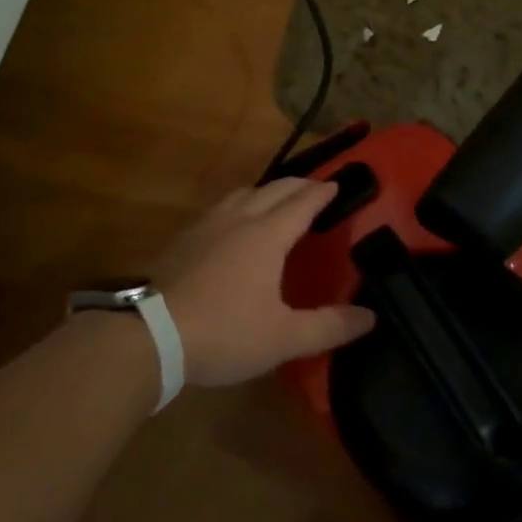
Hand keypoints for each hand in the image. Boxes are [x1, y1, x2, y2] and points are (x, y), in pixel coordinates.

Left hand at [155, 177, 375, 387]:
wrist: (151, 335)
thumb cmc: (225, 332)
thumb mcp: (283, 338)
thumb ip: (329, 326)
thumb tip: (371, 316)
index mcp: (268, 235)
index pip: (303, 202)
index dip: (322, 192)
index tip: (337, 184)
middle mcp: (240, 219)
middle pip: (275, 189)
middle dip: (299, 184)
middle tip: (315, 187)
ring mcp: (208, 225)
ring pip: (243, 193)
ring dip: (267, 190)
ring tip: (276, 199)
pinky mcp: (184, 239)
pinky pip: (220, 208)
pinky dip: (239, 204)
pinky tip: (232, 224)